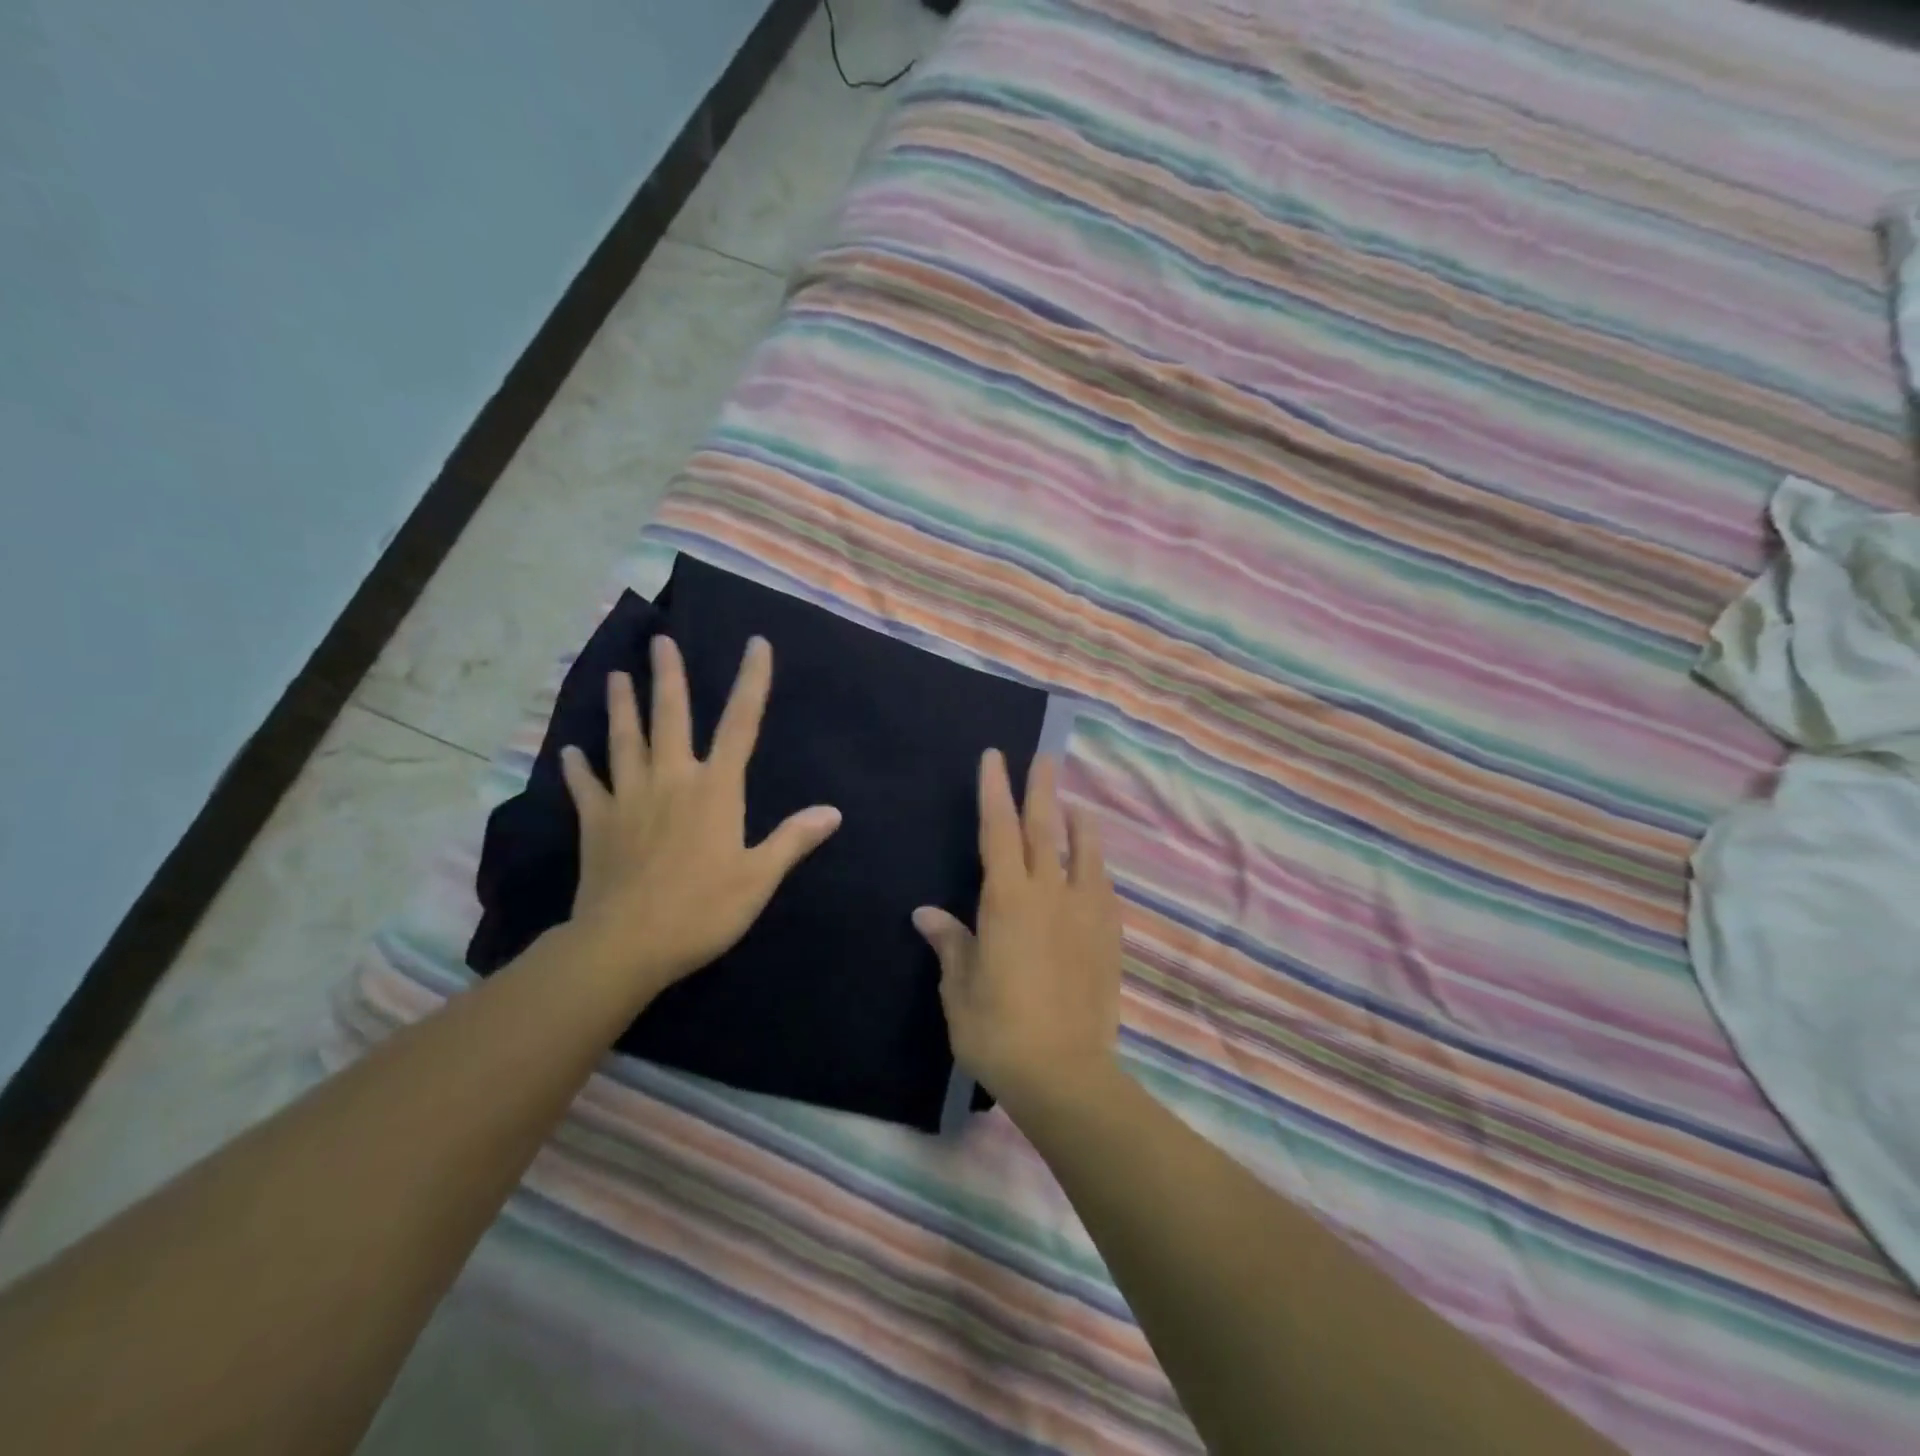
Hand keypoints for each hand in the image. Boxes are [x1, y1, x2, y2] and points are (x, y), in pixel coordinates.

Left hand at [559, 635, 841, 1003]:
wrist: (626, 944)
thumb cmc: (703, 909)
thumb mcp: (759, 878)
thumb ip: (793, 839)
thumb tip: (832, 811)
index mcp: (716, 788)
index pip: (741, 723)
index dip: (752, 681)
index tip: (756, 644)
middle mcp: (672, 779)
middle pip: (671, 717)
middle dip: (668, 676)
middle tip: (660, 641)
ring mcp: (629, 798)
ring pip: (624, 741)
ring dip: (621, 707)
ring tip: (615, 676)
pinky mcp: (597, 823)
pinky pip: (586, 787)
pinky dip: (577, 769)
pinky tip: (569, 752)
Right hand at [913, 751, 1123, 1114]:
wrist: (1065, 1073)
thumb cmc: (998, 1030)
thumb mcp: (960, 988)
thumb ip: (950, 943)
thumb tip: (926, 914)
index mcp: (1008, 900)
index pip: (998, 830)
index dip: (995, 791)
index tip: (995, 758)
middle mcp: (1050, 894)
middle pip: (1045, 828)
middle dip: (1041, 788)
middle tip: (1043, 757)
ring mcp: (1085, 913)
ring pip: (1084, 852)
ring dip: (1077, 823)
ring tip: (1074, 806)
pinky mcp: (1109, 937)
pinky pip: (1102, 887)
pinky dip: (1094, 866)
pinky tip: (1092, 868)